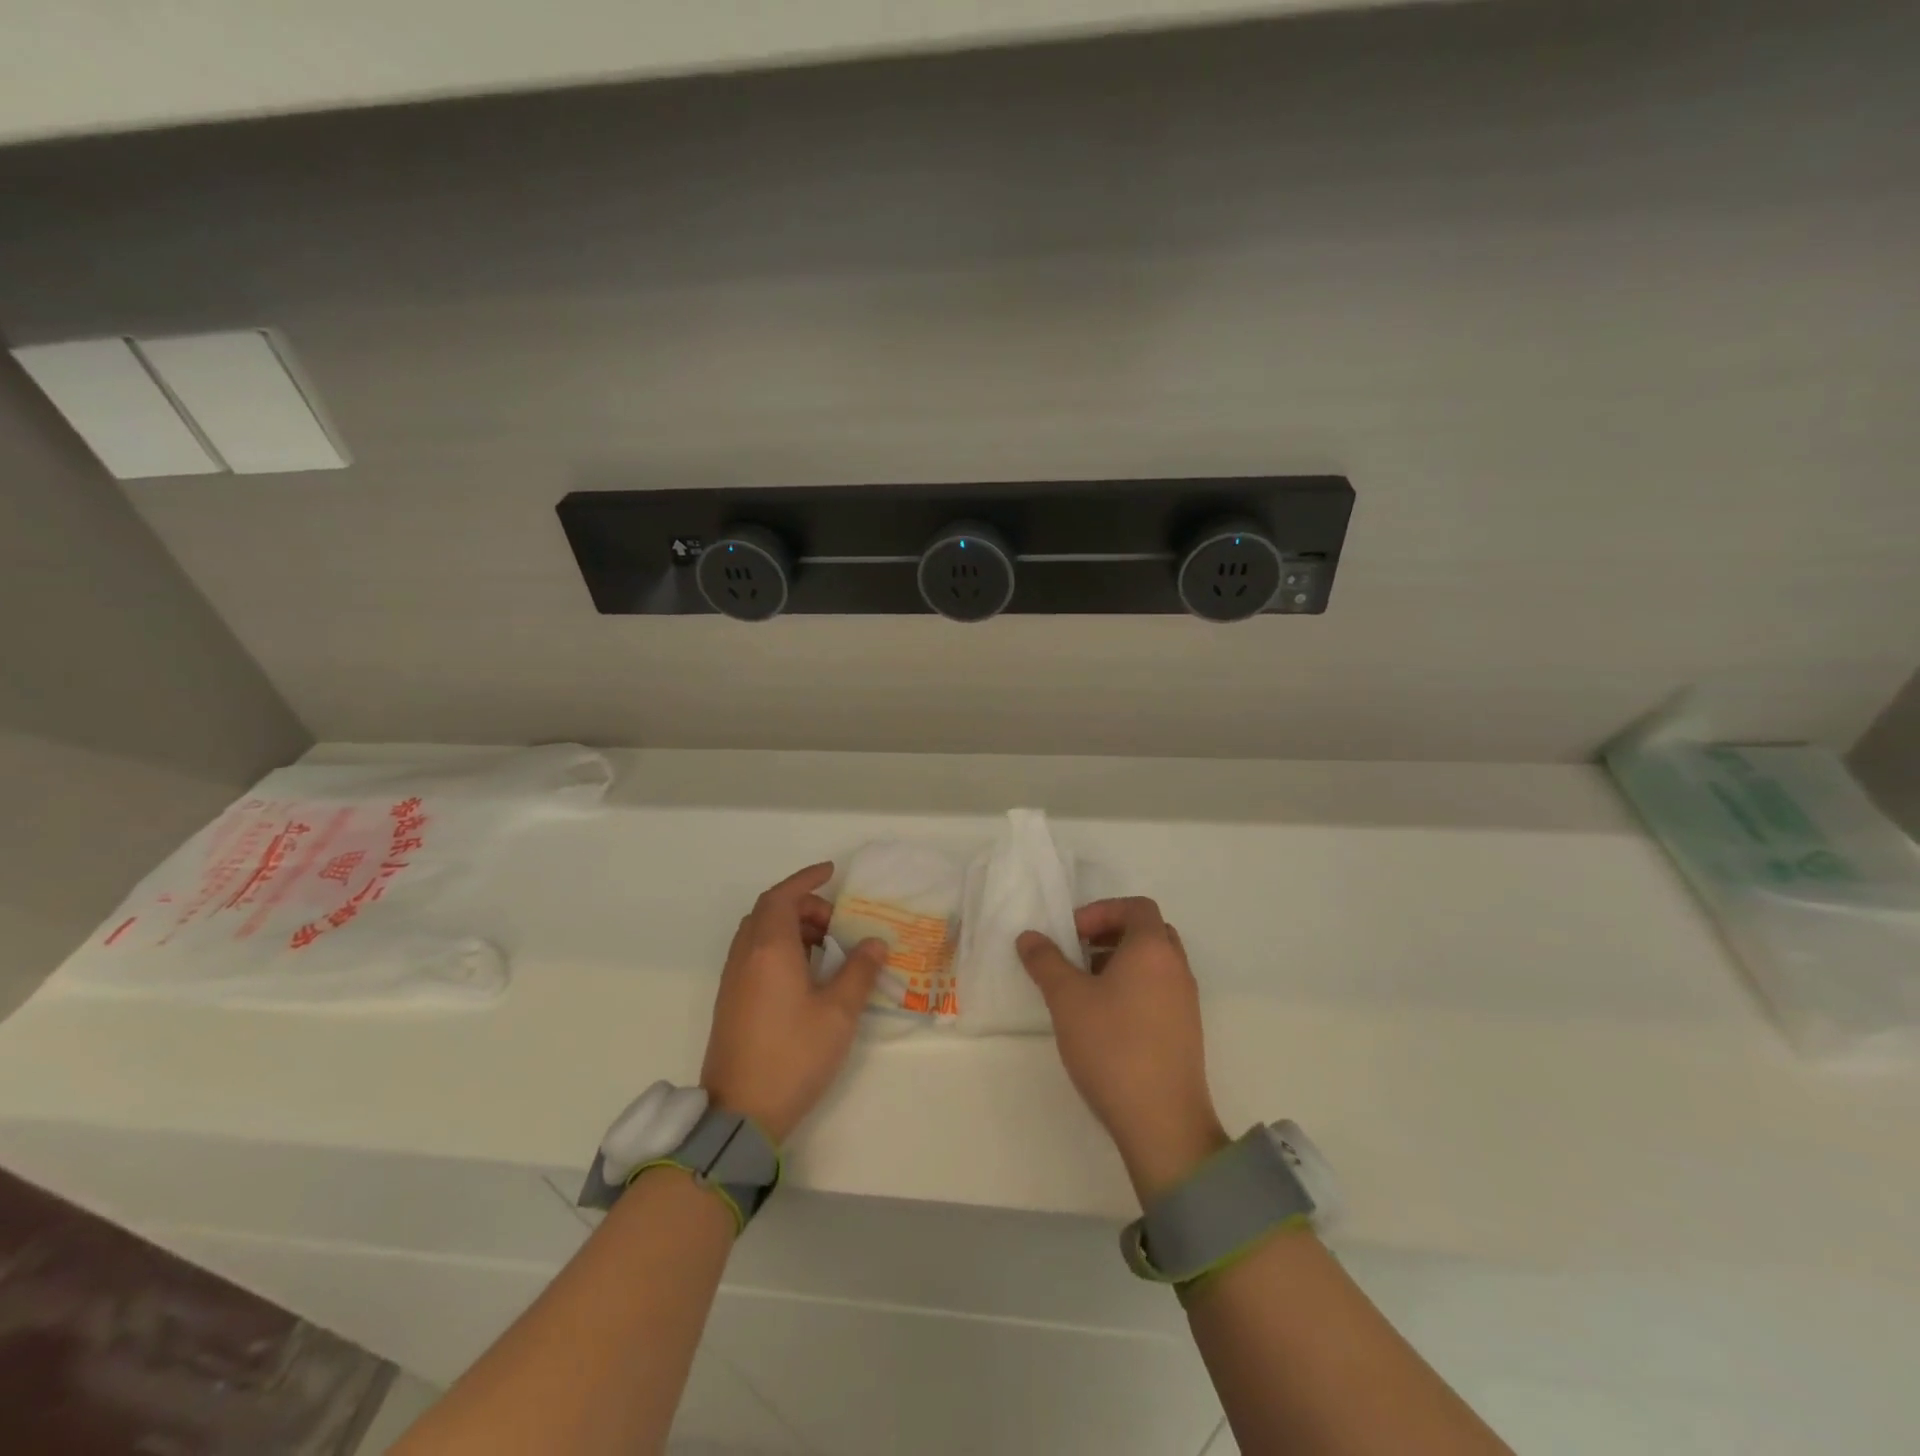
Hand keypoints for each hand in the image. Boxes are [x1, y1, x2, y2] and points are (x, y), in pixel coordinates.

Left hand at [700, 862, 887, 1144]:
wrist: (740, 1113)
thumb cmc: (793, 1056)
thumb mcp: (839, 1013)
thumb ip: (859, 971)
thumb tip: (874, 943)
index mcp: (769, 949)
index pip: (782, 896)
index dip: (806, 879)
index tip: (832, 873)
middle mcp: (746, 956)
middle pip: (769, 911)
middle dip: (803, 906)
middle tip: (837, 923)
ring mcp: (734, 980)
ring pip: (760, 934)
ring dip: (791, 927)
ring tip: (827, 947)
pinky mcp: (731, 1001)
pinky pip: (754, 955)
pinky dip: (779, 948)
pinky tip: (805, 975)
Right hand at [1018, 896, 1227, 1204]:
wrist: (1163, 1122)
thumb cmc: (1113, 1046)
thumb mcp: (1067, 999)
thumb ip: (1046, 962)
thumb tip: (1029, 936)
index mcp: (1153, 949)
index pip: (1136, 907)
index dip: (1102, 911)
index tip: (1072, 934)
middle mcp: (1176, 968)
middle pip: (1149, 931)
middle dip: (1111, 934)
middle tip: (1079, 953)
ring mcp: (1186, 1001)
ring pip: (1155, 963)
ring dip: (1121, 962)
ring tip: (1086, 987)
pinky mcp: (1185, 1031)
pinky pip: (1160, 990)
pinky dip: (1134, 988)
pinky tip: (1105, 1019)